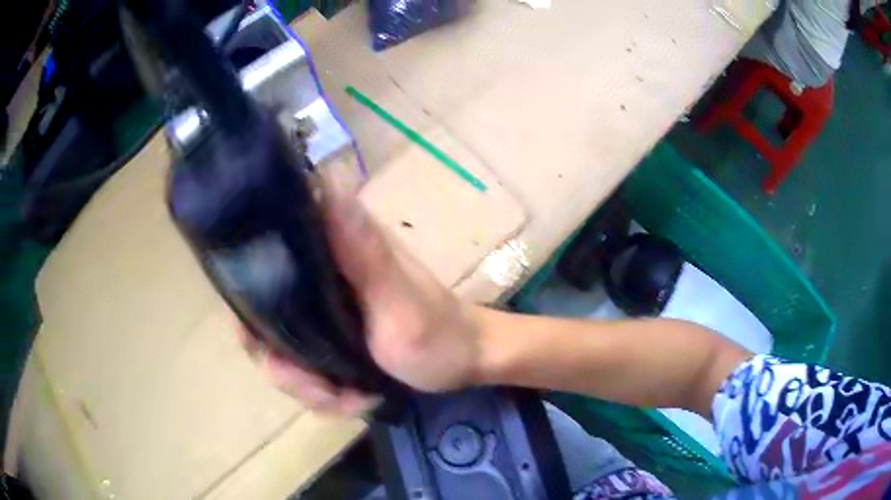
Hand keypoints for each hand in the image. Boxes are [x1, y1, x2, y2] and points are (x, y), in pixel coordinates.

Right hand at [241, 179, 483, 415]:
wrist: (465, 363)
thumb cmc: (439, 334)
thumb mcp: (401, 301)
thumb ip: (364, 253)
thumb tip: (326, 183)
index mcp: (334, 245)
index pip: (262, 255)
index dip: (248, 301)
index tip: (268, 345)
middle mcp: (319, 270)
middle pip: (261, 316)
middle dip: (285, 365)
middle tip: (322, 390)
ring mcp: (321, 306)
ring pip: (279, 348)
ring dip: (307, 386)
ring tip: (347, 398)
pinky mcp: (327, 333)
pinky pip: (301, 364)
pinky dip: (320, 391)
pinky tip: (351, 398)